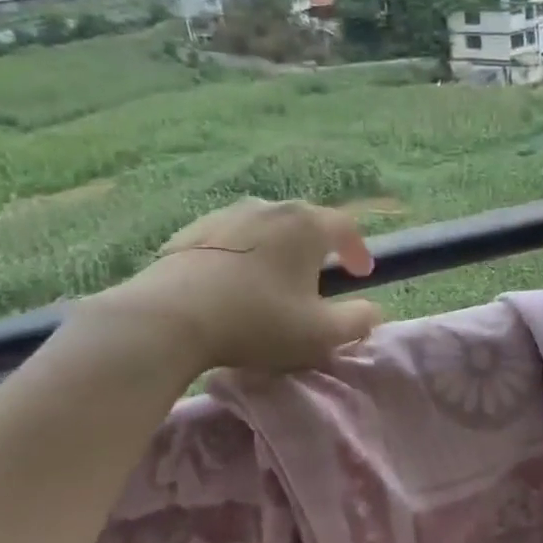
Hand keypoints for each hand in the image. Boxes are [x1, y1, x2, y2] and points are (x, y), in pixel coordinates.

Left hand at [77, 198, 382, 375]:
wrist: (170, 318)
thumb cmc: (258, 322)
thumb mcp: (321, 334)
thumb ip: (358, 321)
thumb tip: (373, 311)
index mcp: (306, 225)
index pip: (346, 226)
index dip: (359, 250)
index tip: (362, 273)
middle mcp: (268, 209)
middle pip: (305, 221)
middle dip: (319, 246)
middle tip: (322, 275)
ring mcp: (225, 216)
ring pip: (265, 227)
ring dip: (278, 249)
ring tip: (276, 278)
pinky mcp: (190, 233)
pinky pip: (230, 239)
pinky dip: (243, 255)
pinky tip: (234, 283)